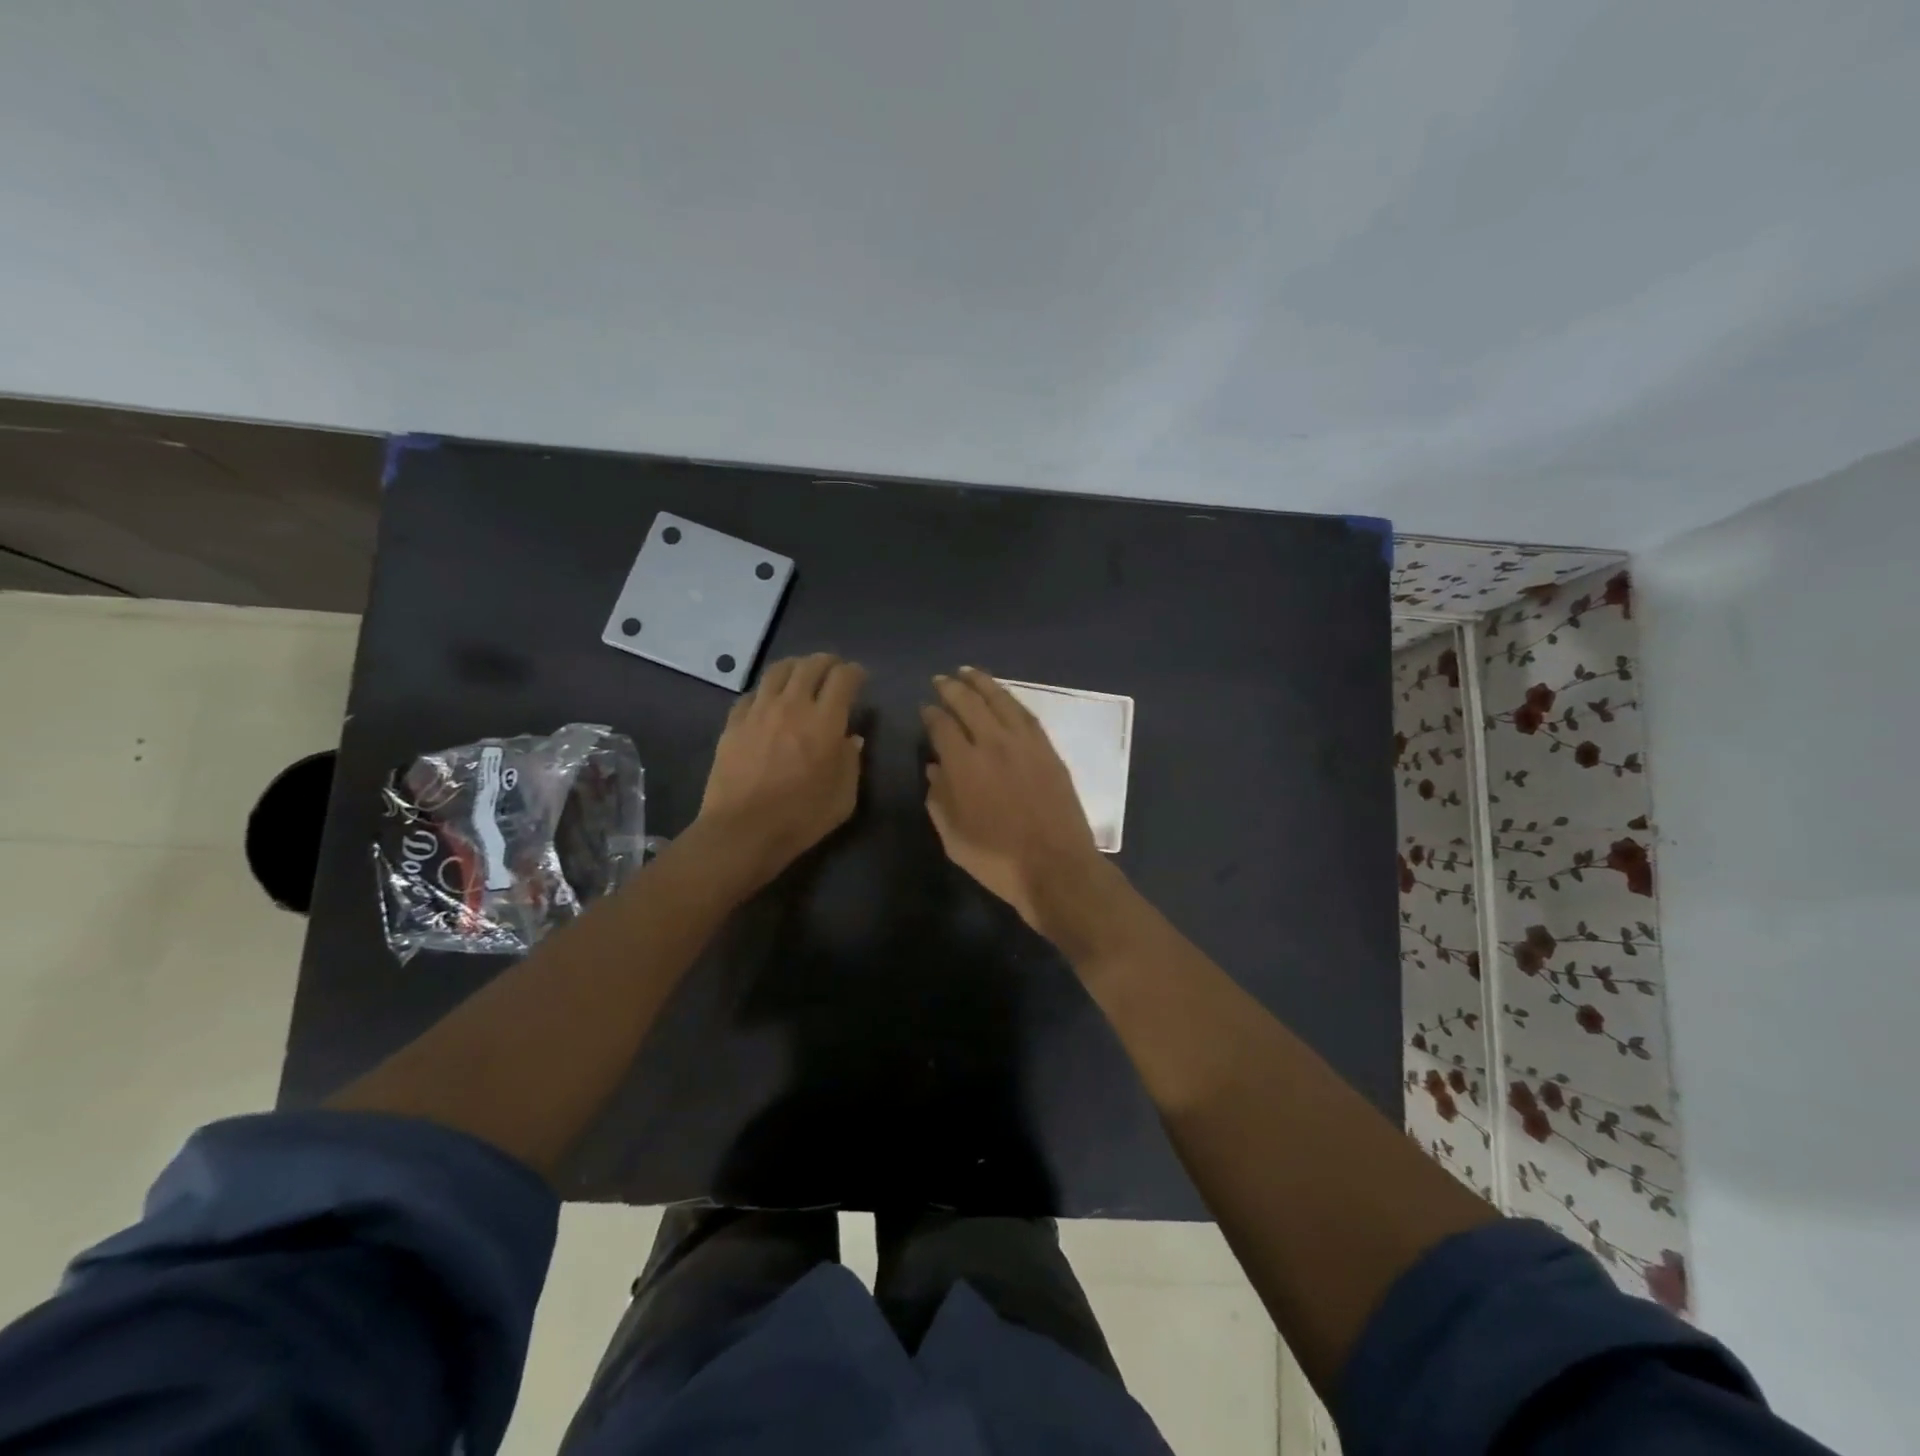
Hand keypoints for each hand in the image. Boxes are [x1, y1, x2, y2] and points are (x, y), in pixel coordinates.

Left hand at [697, 653, 866, 890]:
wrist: (742, 831)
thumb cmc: (801, 817)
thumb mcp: (844, 796)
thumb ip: (851, 762)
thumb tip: (850, 739)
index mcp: (825, 721)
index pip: (844, 678)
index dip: (855, 672)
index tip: (860, 678)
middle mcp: (793, 705)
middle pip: (811, 665)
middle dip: (827, 662)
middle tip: (834, 670)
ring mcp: (759, 711)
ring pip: (778, 671)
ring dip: (796, 667)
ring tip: (801, 674)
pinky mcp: (734, 723)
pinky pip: (752, 694)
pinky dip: (767, 691)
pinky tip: (769, 702)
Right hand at [921, 667, 1119, 941]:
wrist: (1056, 867)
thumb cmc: (997, 860)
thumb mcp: (953, 838)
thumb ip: (939, 799)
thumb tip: (934, 769)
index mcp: (964, 765)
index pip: (942, 726)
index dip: (930, 714)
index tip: (924, 708)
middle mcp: (993, 744)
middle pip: (969, 703)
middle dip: (951, 688)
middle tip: (941, 680)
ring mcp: (1025, 744)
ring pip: (1000, 700)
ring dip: (982, 683)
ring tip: (968, 672)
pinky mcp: (1048, 750)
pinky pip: (1026, 714)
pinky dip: (1010, 700)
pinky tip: (1003, 696)